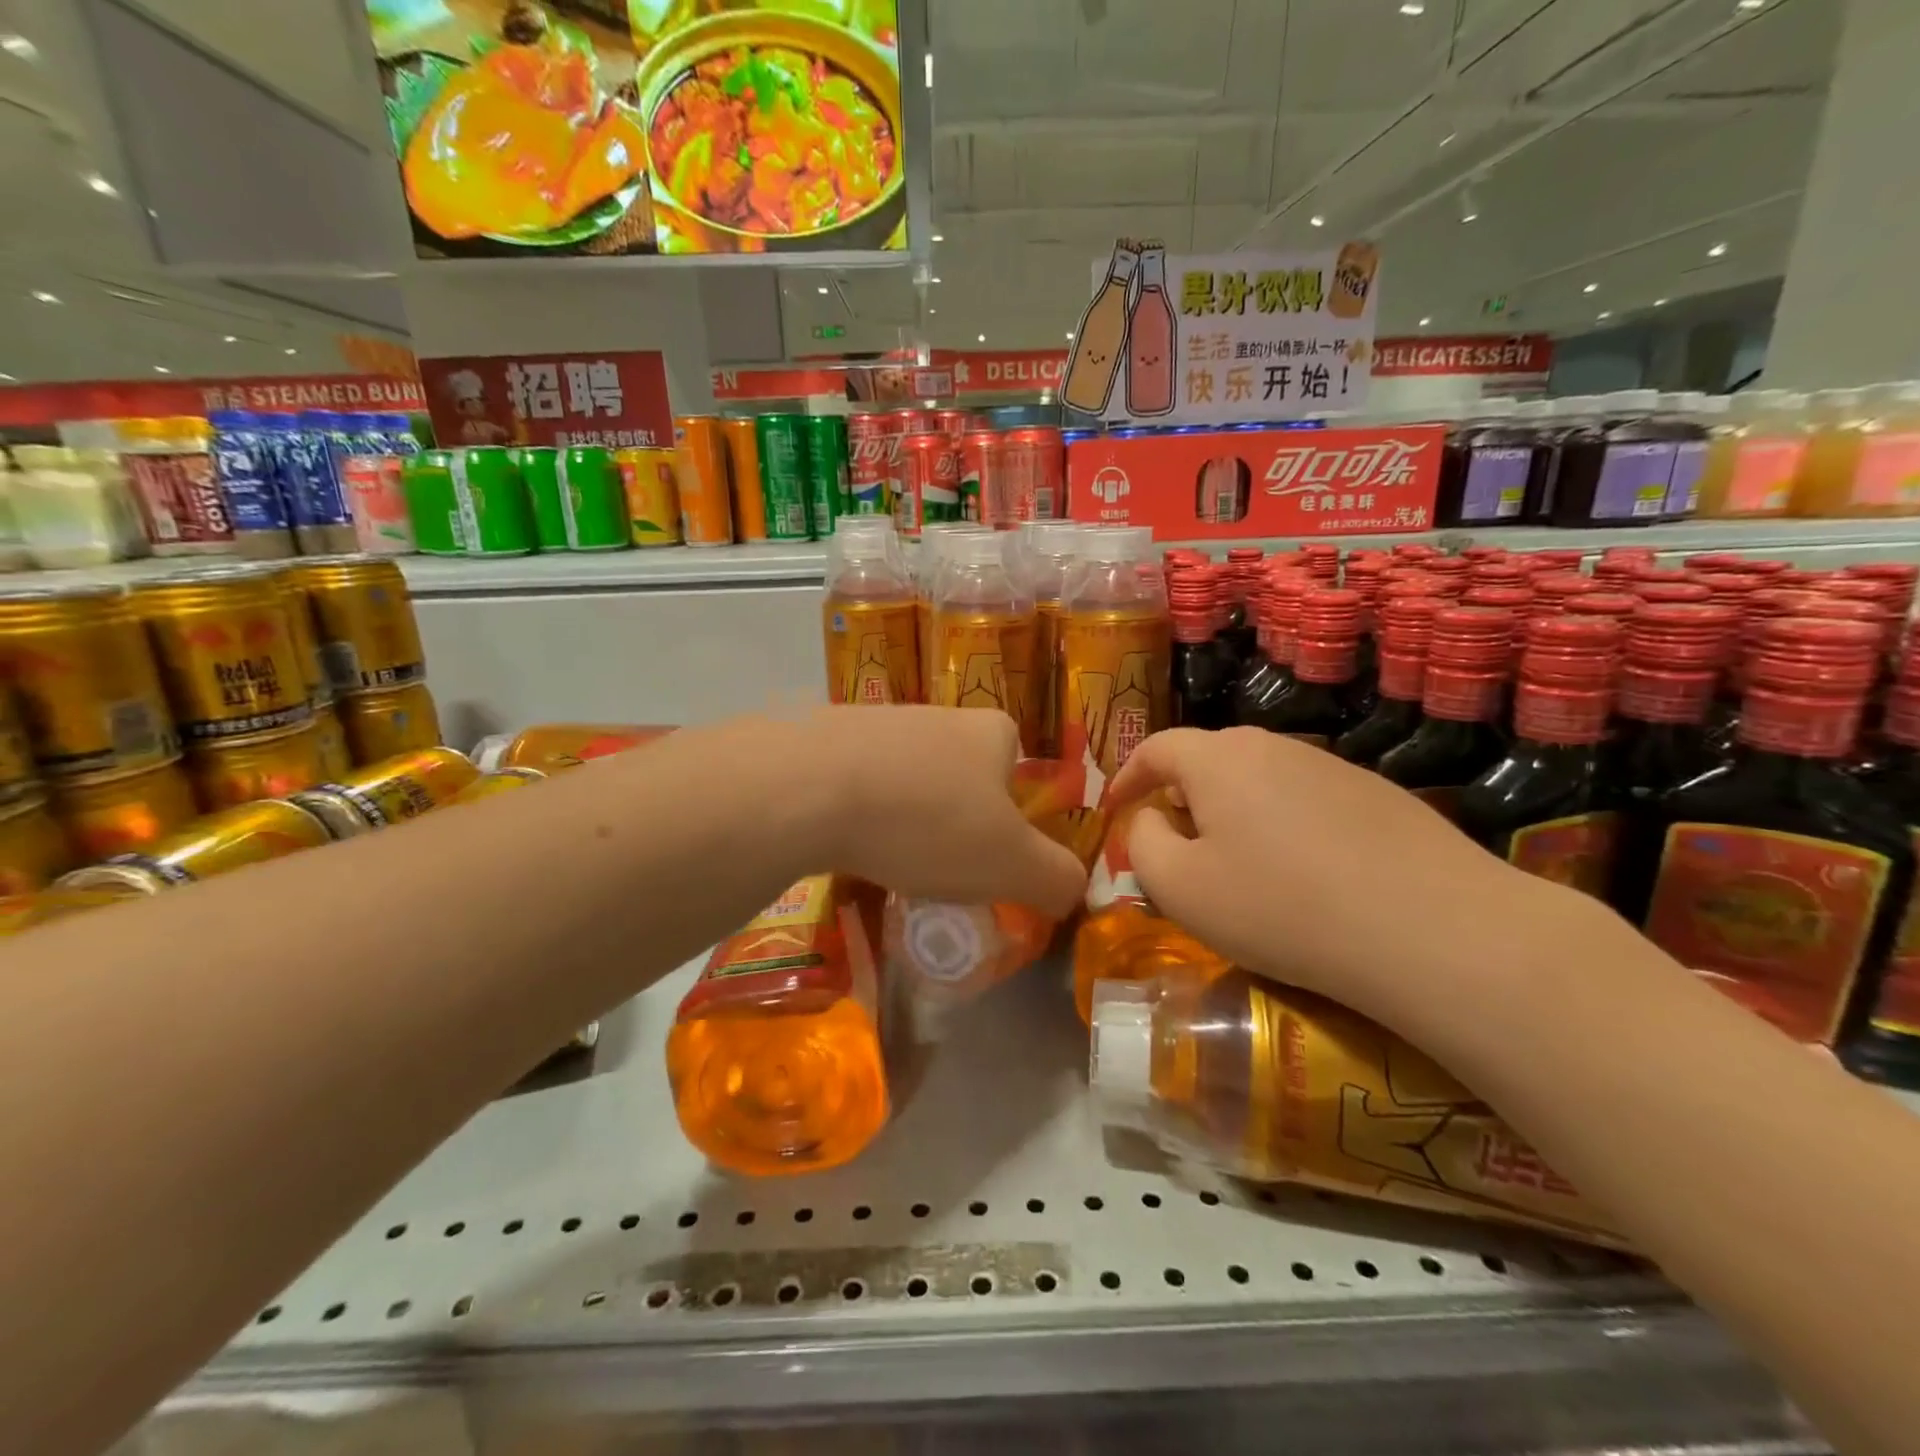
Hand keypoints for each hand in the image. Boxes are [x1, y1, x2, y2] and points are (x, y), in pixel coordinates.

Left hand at [807, 706, 1088, 918]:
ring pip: (904, 778)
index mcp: (990, 731)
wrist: (808, 789)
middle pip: (959, 774)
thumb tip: (1071, 890)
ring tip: (884, 860)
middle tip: (936, 866)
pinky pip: (853, 782)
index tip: (987, 857)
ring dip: (901, 817)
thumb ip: (1057, 879)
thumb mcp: (1013, 865)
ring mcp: (875, 720)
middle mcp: (936, 714)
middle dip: (952, 819)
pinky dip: (854, 813)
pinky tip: (840, 843)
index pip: (1016, 769)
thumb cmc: (929, 823)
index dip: (1010, 817)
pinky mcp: (821, 737)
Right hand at [1106, 728, 1592, 1023]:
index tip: (1115, 809)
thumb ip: (1142, 844)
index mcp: (1219, 759)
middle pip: (1209, 760)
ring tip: (1239, 866)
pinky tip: (1304, 876)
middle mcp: (1274, 746)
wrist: (1436, 931)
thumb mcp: (1181, 888)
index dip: (1127, 777)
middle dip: (1180, 797)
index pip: (1157, 748)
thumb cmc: (1282, 907)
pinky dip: (1283, 827)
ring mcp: (1332, 767)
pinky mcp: (1379, 796)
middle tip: (1174, 844)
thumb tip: (1149, 820)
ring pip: (1260, 781)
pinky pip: (1306, 801)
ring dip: (1234, 813)